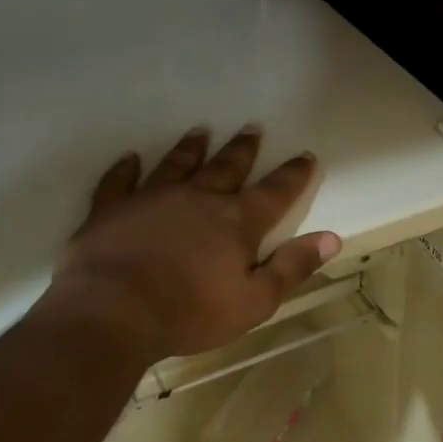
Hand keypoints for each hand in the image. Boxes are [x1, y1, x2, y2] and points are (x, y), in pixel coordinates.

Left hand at [43, 125, 341, 357]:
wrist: (113, 312)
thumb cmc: (191, 313)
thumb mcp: (255, 300)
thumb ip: (292, 267)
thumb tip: (331, 238)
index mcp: (235, 222)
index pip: (274, 192)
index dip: (292, 175)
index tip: (305, 155)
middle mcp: (197, 199)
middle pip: (225, 167)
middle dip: (243, 149)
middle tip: (252, 128)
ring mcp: (150, 198)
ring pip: (176, 164)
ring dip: (191, 148)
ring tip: (201, 131)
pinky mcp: (111, 209)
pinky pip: (120, 180)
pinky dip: (126, 168)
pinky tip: (130, 158)